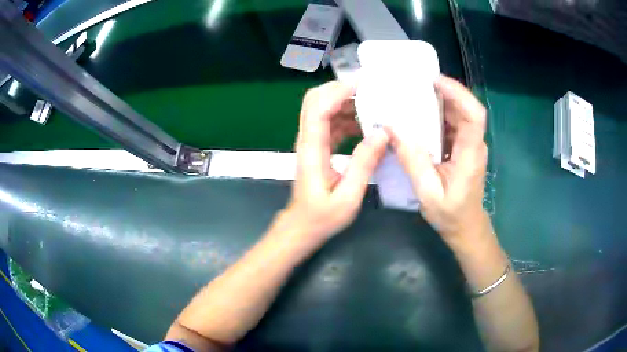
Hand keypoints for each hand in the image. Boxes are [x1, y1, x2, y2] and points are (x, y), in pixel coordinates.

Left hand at [275, 81, 388, 248]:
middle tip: (371, 88)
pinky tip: (367, 126)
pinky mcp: (318, 147)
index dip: (339, 90)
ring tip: (375, 104)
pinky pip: (331, 123)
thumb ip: (364, 164)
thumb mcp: (348, 197)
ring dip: (347, 102)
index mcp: (312, 149)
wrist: (302, 227)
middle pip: (316, 100)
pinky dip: (348, 118)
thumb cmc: (322, 217)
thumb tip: (382, 133)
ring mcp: (312, 142)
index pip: (319, 108)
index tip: (364, 82)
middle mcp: (308, 139)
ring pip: (324, 109)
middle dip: (341, 89)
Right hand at [388, 76, 487, 247]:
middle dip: (441, 92)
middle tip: (412, 85)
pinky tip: (416, 116)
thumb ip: (412, 161)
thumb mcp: (428, 193)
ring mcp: (469, 144)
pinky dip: (435, 116)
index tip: (434, 81)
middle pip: (463, 108)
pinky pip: (450, 124)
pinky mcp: (462, 147)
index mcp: (470, 154)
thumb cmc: (451, 215)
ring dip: (436, 102)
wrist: (465, 227)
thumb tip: (392, 129)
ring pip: (456, 113)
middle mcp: (473, 143)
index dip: (458, 93)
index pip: (474, 115)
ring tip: (410, 96)